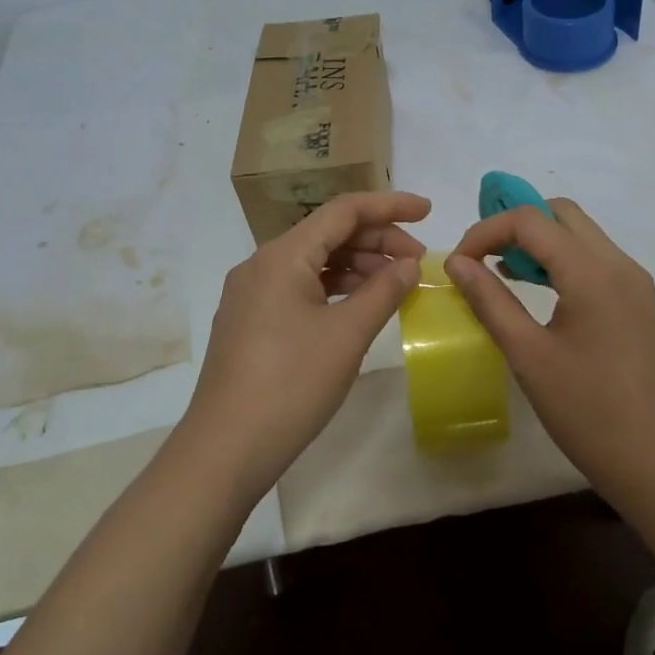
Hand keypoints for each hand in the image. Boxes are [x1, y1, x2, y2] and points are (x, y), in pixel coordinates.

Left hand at [183, 191, 429, 497]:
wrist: (226, 449)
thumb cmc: (291, 384)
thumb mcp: (347, 335)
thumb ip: (384, 291)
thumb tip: (409, 264)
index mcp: (282, 255)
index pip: (343, 211)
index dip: (389, 206)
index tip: (428, 211)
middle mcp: (262, 264)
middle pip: (328, 234)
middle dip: (377, 241)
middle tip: (418, 263)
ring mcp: (252, 294)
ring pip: (313, 263)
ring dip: (357, 266)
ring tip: (395, 286)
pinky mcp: (251, 321)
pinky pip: (299, 288)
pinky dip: (334, 289)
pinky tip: (359, 306)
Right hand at [446, 199, 654, 495]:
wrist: (652, 460)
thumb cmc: (585, 410)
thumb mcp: (527, 354)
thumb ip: (489, 300)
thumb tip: (456, 263)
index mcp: (593, 273)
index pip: (531, 220)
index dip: (486, 231)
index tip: (459, 262)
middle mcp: (619, 264)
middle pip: (560, 213)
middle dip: (514, 224)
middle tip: (481, 256)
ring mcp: (633, 281)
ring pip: (578, 233)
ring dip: (537, 240)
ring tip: (499, 270)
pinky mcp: (636, 300)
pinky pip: (593, 258)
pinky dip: (559, 258)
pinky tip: (533, 287)